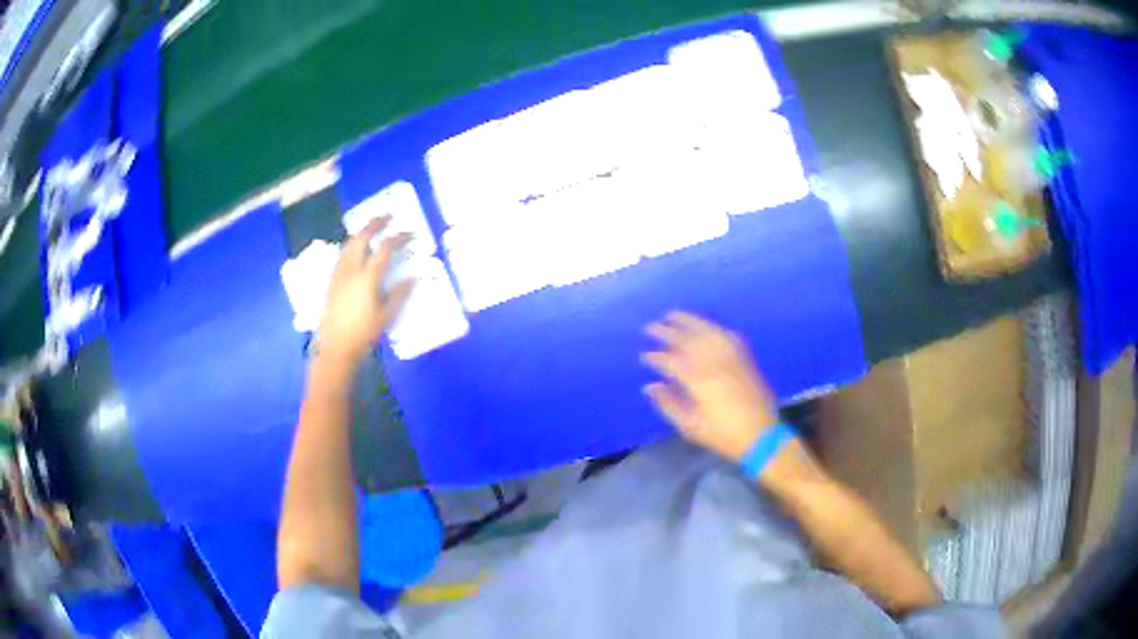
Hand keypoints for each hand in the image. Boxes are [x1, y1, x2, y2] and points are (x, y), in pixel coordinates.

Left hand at [317, 218, 414, 366]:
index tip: (412, 234)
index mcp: (367, 276)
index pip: (385, 248)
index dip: (400, 237)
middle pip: (362, 237)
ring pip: (349, 244)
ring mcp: (339, 274)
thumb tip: (415, 276)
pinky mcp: (331, 281)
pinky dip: (352, 244)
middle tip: (388, 215)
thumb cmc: (364, 334)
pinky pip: (342, 254)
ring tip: (372, 227)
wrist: (335, 348)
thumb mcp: (386, 315)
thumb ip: (400, 293)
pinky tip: (355, 248)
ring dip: (362, 232)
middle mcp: (351, 269)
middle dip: (375, 223)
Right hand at [642, 312, 778, 461]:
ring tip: (672, 314)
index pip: (672, 361)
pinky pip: (727, 335)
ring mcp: (731, 357)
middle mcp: (715, 362)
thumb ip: (668, 404)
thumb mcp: (690, 426)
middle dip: (668, 332)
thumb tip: (650, 386)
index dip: (657, 357)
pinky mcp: (744, 358)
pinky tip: (706, 326)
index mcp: (699, 381)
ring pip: (707, 331)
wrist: (761, 435)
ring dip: (689, 321)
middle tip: (650, 327)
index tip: (644, 356)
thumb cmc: (723, 434)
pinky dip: (714, 327)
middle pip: (688, 340)